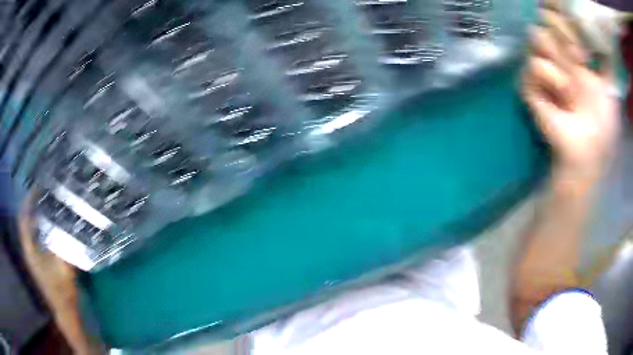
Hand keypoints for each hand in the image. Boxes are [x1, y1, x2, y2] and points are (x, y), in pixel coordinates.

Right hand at [522, 9, 619, 177]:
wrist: (588, 151)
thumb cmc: (603, 123)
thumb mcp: (610, 87)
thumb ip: (605, 60)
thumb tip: (596, 34)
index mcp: (573, 52)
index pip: (559, 18)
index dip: (566, 19)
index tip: (581, 39)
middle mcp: (556, 54)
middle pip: (545, 20)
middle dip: (563, 34)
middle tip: (579, 59)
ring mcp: (543, 69)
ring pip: (536, 36)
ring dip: (557, 57)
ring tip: (572, 87)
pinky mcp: (531, 86)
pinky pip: (533, 66)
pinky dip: (550, 78)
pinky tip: (562, 98)